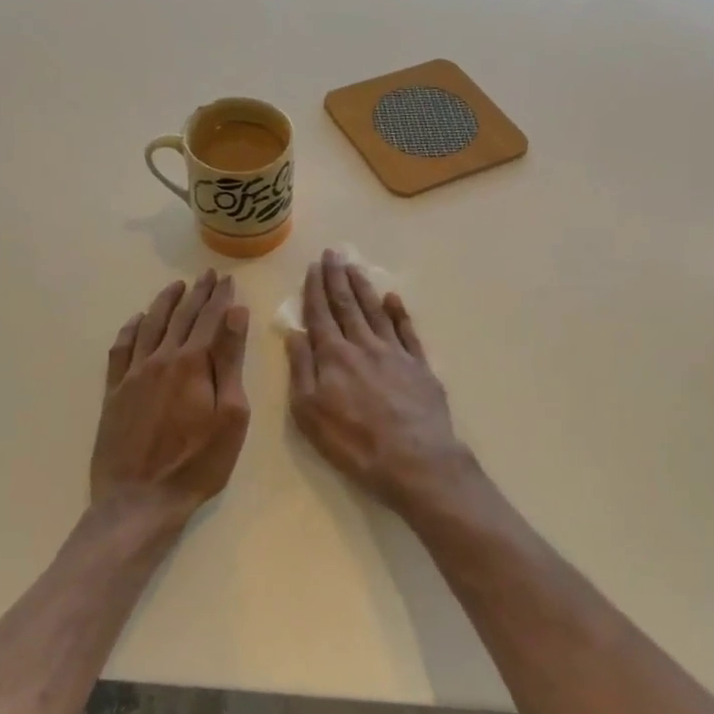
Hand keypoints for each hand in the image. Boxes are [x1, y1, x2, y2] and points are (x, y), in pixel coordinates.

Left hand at [90, 271, 250, 530]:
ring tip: (176, 287)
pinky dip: (131, 328)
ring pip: (149, 325)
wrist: (140, 499)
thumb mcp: (230, 414)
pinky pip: (121, 348)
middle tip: (208, 274)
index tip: (228, 280)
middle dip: (197, 293)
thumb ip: (230, 361)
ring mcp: (133, 374)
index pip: (210, 319)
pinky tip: (137, 320)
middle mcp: (160, 358)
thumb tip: (235, 314)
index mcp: (192, 363)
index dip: (221, 298)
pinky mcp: (114, 391)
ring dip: (165, 303)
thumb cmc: (198, 462)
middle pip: (181, 317)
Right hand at [286, 251, 470, 512]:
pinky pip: (407, 331)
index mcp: (334, 356)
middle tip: (332, 253)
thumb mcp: (310, 413)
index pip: (320, 314)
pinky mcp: (419, 366)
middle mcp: (364, 345)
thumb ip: (302, 370)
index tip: (313, 267)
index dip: (315, 290)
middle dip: (337, 278)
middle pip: (347, 305)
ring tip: (354, 267)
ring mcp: (395, 353)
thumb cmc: (354, 443)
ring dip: (363, 287)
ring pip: (375, 311)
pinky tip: (392, 298)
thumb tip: (294, 334)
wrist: (415, 460)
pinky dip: (399, 312)